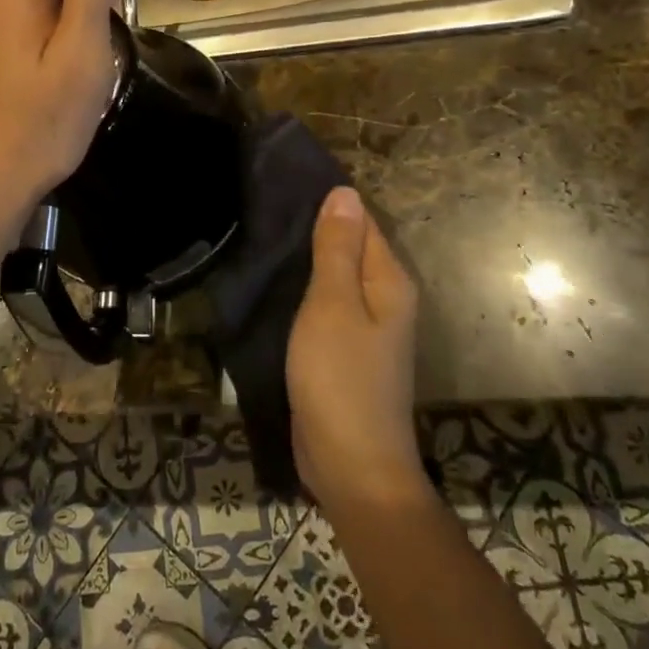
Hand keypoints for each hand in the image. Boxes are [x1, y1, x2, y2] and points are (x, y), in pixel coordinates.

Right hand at [287, 187, 430, 511]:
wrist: (352, 467)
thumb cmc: (341, 379)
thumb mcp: (334, 306)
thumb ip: (337, 249)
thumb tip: (345, 191)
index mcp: (388, 281)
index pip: (361, 221)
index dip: (328, 201)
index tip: (285, 181)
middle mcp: (384, 299)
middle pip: (348, 248)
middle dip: (313, 228)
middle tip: (263, 205)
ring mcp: (365, 329)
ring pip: (334, 279)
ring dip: (304, 261)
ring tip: (260, 236)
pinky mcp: (344, 353)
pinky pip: (323, 308)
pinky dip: (302, 293)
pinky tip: (272, 284)